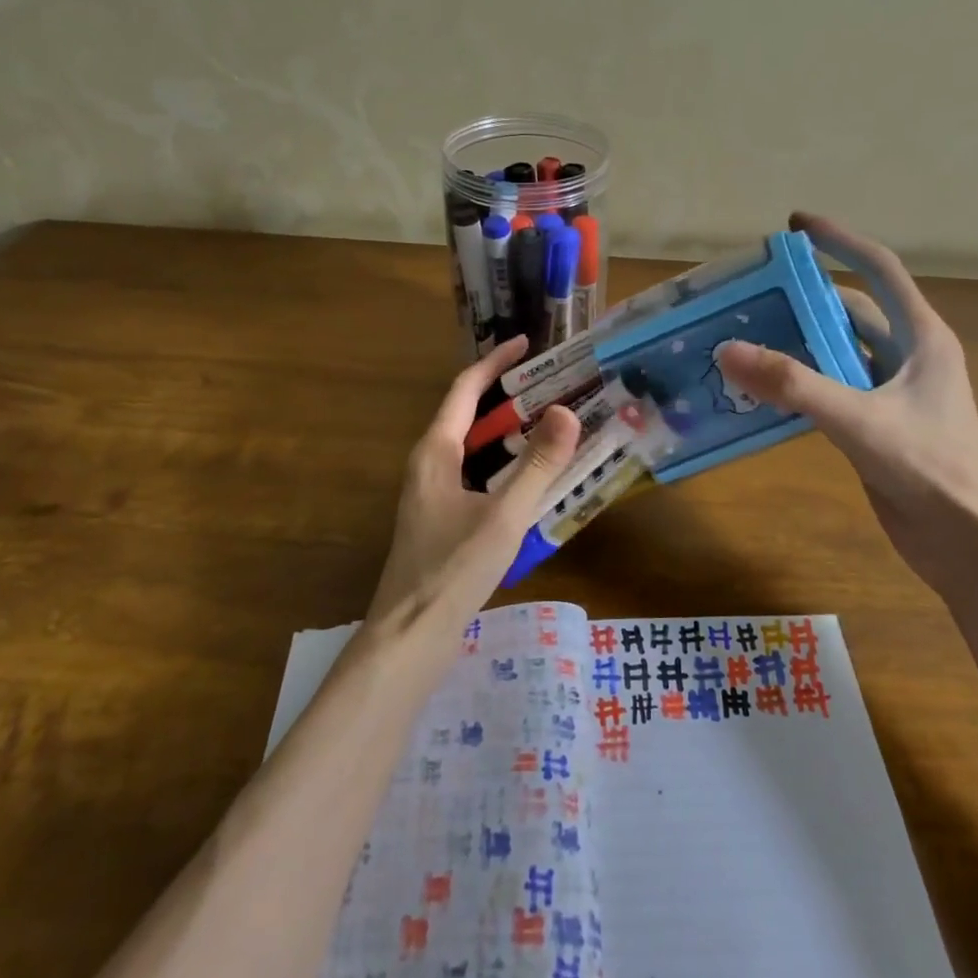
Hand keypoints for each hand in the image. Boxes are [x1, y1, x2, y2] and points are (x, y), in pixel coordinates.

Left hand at [367, 337, 580, 638]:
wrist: (410, 636)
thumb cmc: (453, 570)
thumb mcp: (503, 516)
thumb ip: (538, 466)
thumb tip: (568, 411)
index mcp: (435, 452)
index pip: (465, 390)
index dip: (494, 362)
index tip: (527, 342)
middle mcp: (428, 464)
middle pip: (468, 415)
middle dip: (507, 395)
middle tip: (552, 384)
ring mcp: (431, 493)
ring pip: (472, 448)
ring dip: (507, 432)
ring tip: (549, 424)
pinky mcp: (439, 519)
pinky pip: (474, 475)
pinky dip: (502, 464)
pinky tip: (530, 481)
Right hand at [715, 213, 977, 568]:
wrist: (967, 541)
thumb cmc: (929, 469)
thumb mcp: (858, 419)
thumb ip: (793, 385)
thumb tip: (728, 351)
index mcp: (922, 337)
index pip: (879, 270)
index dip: (839, 241)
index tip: (794, 224)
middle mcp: (909, 356)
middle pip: (852, 311)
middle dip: (805, 298)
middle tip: (753, 293)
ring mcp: (893, 392)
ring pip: (839, 352)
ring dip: (799, 343)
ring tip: (746, 337)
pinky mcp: (877, 424)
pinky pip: (832, 388)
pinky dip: (800, 382)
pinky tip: (764, 390)